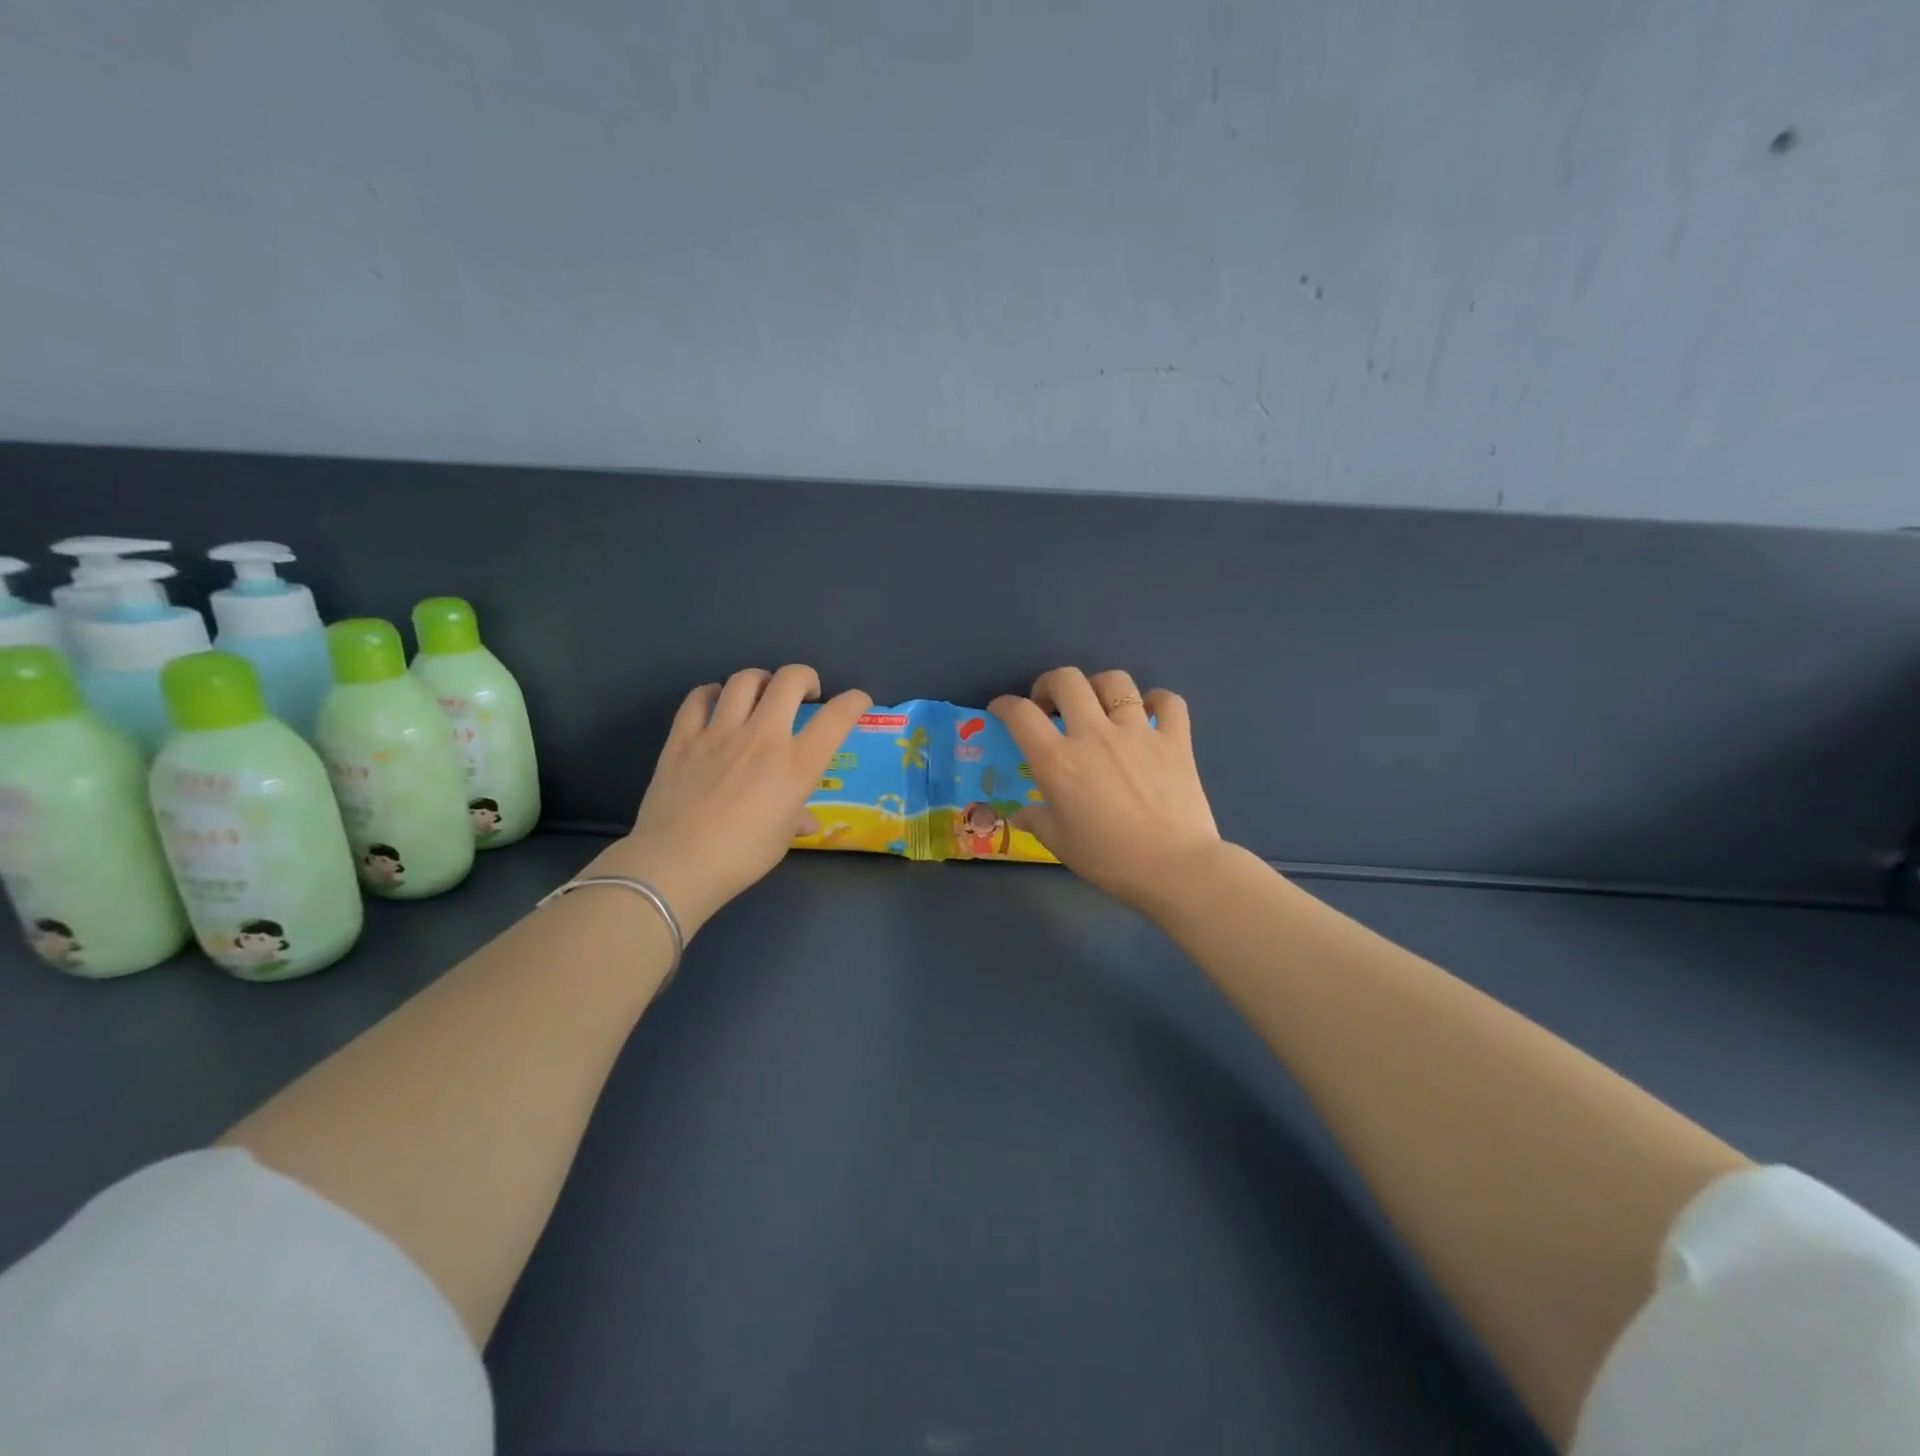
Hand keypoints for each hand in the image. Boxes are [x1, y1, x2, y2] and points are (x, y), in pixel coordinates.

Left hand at [594, 666, 871, 937]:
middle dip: (804, 677)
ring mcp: (720, 732)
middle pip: (789, 680)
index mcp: (796, 764)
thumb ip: (795, 817)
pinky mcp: (683, 737)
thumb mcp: (781, 839)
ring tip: (761, 692)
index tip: (858, 701)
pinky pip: (698, 697)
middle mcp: (763, 736)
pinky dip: (712, 693)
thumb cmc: (741, 856)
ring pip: (745, 680)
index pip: (837, 717)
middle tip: (804, 693)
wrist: (677, 863)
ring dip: (761, 680)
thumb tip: (804, 820)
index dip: (854, 701)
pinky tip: (716, 701)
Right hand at [990, 667, 1222, 914]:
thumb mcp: (1060, 843)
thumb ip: (1036, 821)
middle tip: (1050, 704)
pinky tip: (1150, 714)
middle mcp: (1094, 734)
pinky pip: (1167, 701)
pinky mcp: (1175, 739)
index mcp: (1058, 760)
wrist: (1173, 866)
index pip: (1021, 715)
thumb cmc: (1109, 859)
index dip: (1004, 705)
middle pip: (1067, 680)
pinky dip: (1157, 701)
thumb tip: (1019, 814)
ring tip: (1098, 704)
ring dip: (1099, 686)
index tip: (1002, 710)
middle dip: (1050, 684)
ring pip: (1116, 682)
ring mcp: (1137, 732)